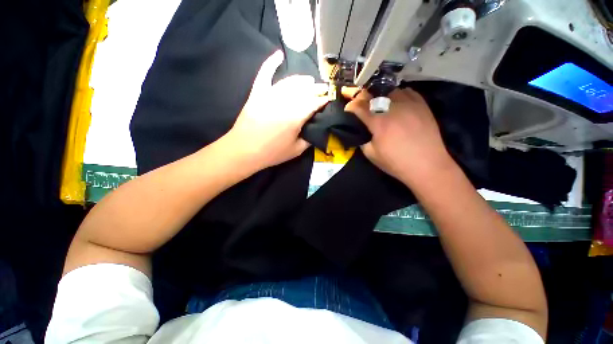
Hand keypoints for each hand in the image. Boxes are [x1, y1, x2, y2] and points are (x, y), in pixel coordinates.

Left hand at [224, 50, 328, 170]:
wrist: (244, 150)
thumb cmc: (272, 153)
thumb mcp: (296, 150)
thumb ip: (309, 138)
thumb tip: (316, 129)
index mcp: (296, 116)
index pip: (315, 103)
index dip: (323, 100)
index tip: (329, 99)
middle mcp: (285, 101)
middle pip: (305, 90)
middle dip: (317, 89)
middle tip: (323, 89)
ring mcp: (270, 94)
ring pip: (290, 82)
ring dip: (302, 80)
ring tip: (309, 80)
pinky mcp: (257, 92)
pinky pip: (265, 74)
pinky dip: (271, 63)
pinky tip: (279, 55)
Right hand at [344, 88, 453, 185]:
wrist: (427, 165)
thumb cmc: (396, 162)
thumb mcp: (371, 155)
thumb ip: (362, 140)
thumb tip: (361, 131)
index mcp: (378, 122)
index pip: (359, 107)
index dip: (350, 106)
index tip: (347, 108)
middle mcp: (393, 108)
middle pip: (372, 94)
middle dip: (360, 96)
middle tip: (355, 97)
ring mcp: (409, 104)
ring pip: (389, 90)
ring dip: (379, 95)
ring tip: (376, 101)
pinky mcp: (422, 105)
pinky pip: (406, 92)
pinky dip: (397, 95)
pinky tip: (395, 102)